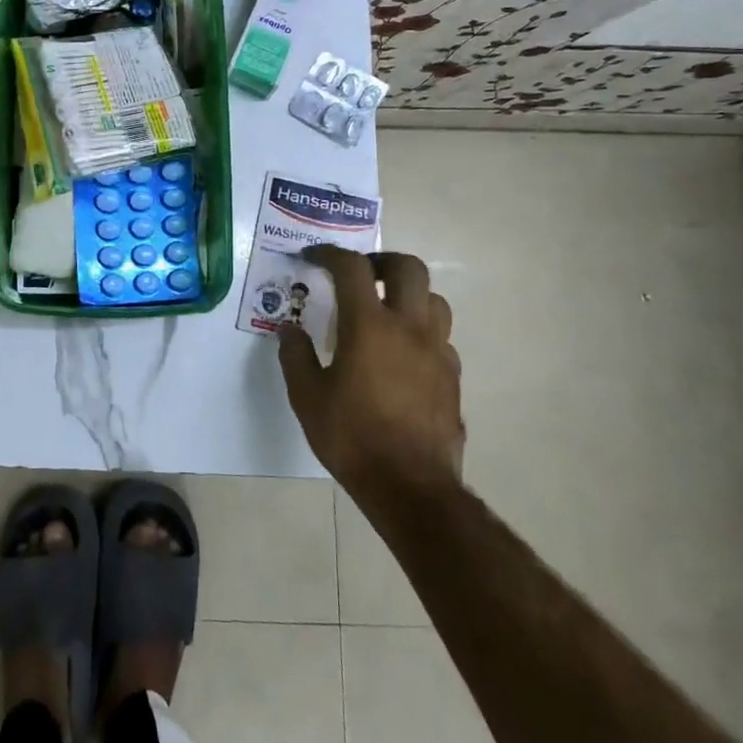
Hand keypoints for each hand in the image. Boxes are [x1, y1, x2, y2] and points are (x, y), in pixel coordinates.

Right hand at [277, 246, 463, 488]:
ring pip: (433, 299)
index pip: (352, 268)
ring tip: (385, 310)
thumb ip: (295, 356)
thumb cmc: (352, 438)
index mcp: (369, 326)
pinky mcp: (452, 376)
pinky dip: (421, 330)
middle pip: (408, 267)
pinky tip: (403, 354)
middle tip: (360, 275)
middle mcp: (408, 327)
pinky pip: (441, 336)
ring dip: (408, 294)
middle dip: (381, 261)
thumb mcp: (307, 397)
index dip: (330, 254)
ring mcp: (437, 351)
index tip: (313, 258)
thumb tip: (289, 329)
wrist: (411, 487)